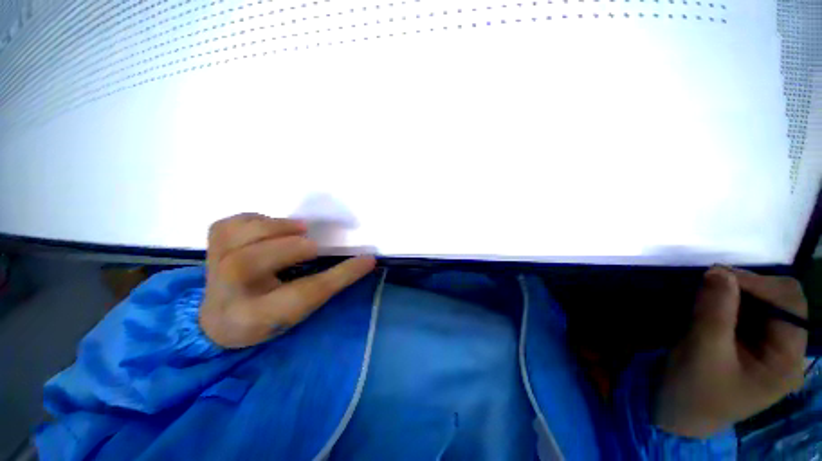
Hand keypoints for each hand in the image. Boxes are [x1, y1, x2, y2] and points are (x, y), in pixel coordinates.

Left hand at [199, 213, 376, 348]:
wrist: (220, 321)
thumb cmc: (268, 316)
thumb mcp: (299, 309)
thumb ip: (327, 284)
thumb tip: (364, 260)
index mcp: (256, 318)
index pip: (302, 295)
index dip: (339, 275)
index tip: (367, 259)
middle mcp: (227, 295)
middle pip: (251, 265)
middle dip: (291, 248)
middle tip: (313, 246)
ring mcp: (211, 270)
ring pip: (234, 239)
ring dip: (273, 227)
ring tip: (298, 229)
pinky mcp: (209, 250)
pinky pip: (227, 225)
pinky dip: (253, 219)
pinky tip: (269, 227)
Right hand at [653, 267, 807, 437]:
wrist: (678, 413)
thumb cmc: (694, 390)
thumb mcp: (703, 352)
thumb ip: (715, 312)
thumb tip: (718, 270)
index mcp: (787, 361)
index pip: (791, 306)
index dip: (760, 284)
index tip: (718, 274)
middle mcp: (787, 351)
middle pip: (783, 301)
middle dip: (750, 287)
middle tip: (712, 281)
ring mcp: (769, 347)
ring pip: (765, 303)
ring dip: (738, 293)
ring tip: (708, 292)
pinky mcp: (751, 344)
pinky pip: (749, 312)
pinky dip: (730, 300)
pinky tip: (711, 303)